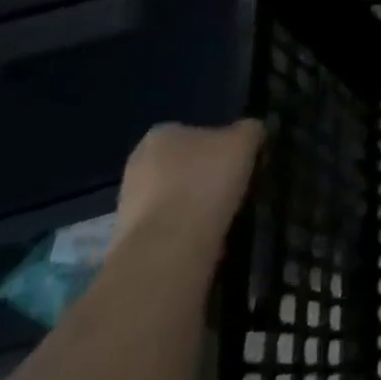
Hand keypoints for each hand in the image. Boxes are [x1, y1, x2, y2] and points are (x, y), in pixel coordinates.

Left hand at [114, 120, 266, 247]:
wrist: (168, 250)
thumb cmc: (206, 182)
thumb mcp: (244, 142)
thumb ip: (250, 129)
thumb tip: (252, 131)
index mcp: (161, 134)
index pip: (196, 132)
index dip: (220, 147)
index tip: (238, 164)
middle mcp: (137, 162)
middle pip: (182, 165)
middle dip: (203, 175)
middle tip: (231, 189)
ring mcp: (128, 203)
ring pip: (173, 197)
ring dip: (193, 204)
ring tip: (220, 218)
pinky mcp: (128, 239)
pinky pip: (166, 226)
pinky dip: (183, 231)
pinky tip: (201, 239)